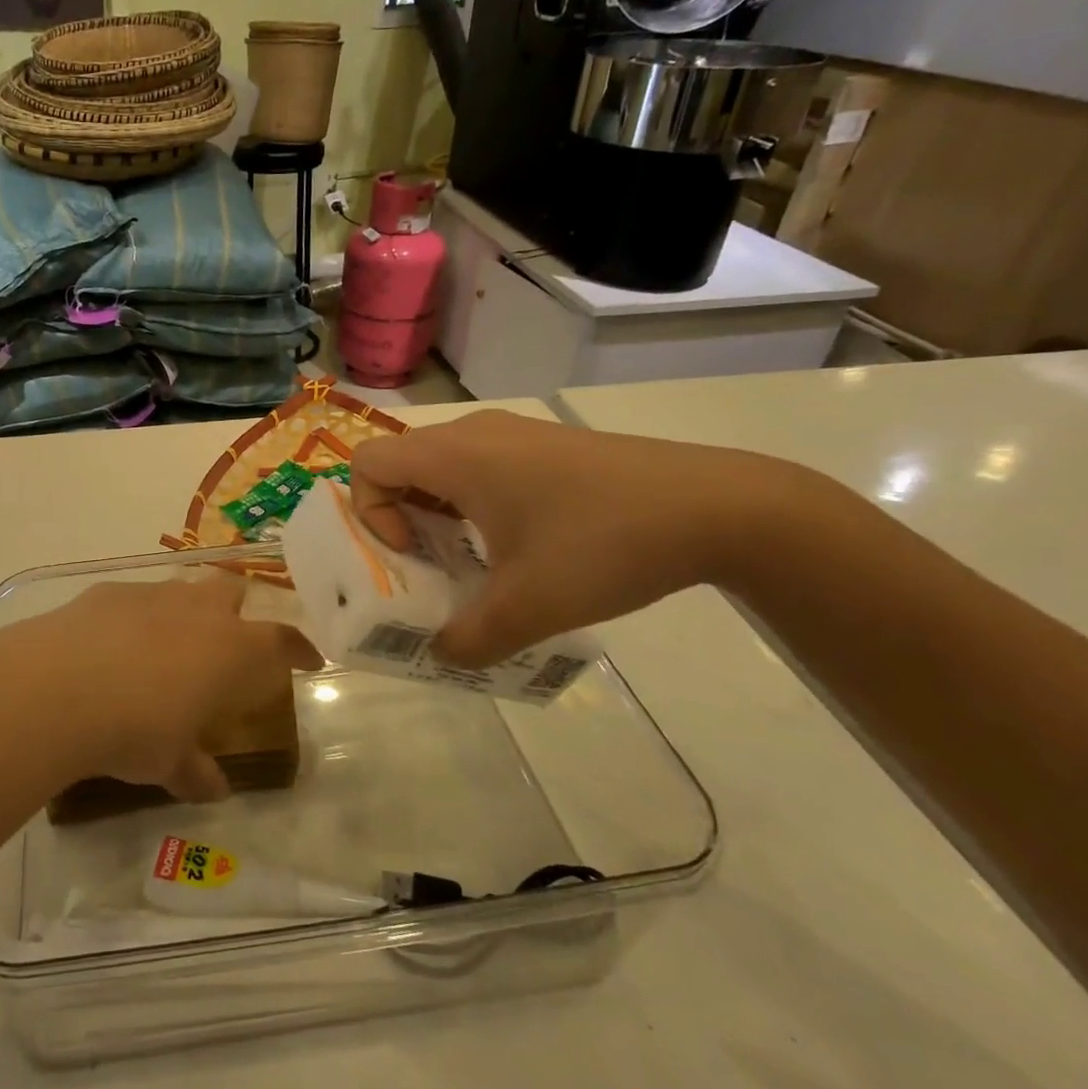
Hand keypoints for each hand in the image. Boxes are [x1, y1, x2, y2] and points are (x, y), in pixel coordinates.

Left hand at [0, 573, 320, 801]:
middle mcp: (198, 611)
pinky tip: (113, 643)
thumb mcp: (168, 763)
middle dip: (236, 611)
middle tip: (226, 642)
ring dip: (185, 609)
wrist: (57, 687)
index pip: (282, 641)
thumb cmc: (133, 730)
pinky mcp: (109, 591)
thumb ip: (195, 772)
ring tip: (168, 642)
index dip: (299, 649)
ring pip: (183, 587)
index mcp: (230, 649)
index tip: (309, 659)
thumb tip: (214, 789)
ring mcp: (152, 594)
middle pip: (232, 591)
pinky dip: (135, 616)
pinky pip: (135, 597)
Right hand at [351, 410, 810, 665]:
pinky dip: (473, 504)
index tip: (411, 550)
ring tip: (472, 560)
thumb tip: (443, 655)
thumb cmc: (603, 544)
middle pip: (402, 464)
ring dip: (437, 513)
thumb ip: (469, 638)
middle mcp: (475, 433)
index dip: (370, 511)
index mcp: (455, 455)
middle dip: (399, 519)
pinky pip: (481, 467)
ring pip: (442, 466)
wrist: (719, 506)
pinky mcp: (548, 446)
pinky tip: (519, 545)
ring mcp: (515, 434)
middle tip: (429, 565)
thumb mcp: (529, 606)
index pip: (368, 461)